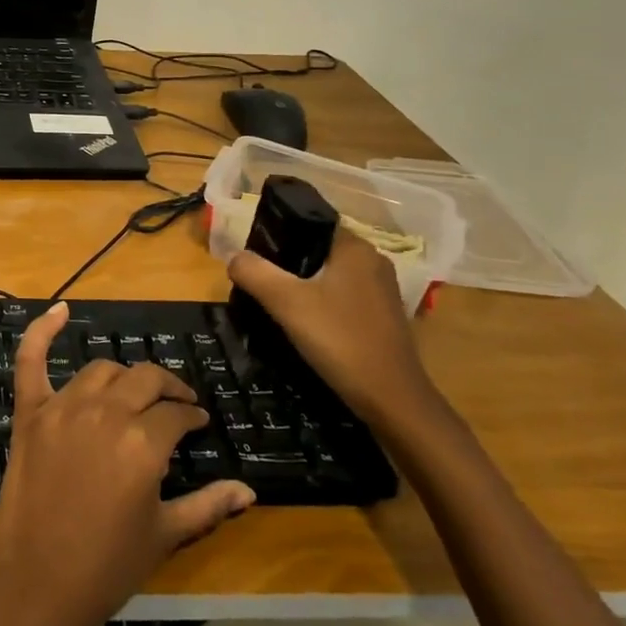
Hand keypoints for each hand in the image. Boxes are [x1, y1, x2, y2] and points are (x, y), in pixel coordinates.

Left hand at [0, 302, 255, 625]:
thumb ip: (208, 505)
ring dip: (124, 376)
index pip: (176, 412)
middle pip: (144, 380)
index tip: (198, 422)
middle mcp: (105, 413)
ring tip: (135, 391)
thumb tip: (250, 490)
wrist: (38, 582)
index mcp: (143, 443)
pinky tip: (59, 309)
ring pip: (102, 371)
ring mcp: (63, 407)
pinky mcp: (30, 411)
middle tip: (177, 403)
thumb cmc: (108, 565)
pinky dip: (41, 331)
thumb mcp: (165, 535)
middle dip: (167, 388)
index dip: (191, 415)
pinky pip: (31, 360)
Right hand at [228, 230, 439, 429]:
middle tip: (257, 282)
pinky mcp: (382, 318)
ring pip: (328, 276)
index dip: (278, 235)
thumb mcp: (286, 302)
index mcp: (355, 247)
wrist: (392, 401)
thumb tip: (234, 257)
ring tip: (273, 303)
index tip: (253, 255)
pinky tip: (301, 324)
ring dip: (301, 286)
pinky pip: (340, 298)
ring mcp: (381, 291)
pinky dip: (319, 305)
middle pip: (316, 251)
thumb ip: (253, 272)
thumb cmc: (340, 340)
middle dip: (286, 264)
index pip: (309, 224)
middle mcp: (372, 262)